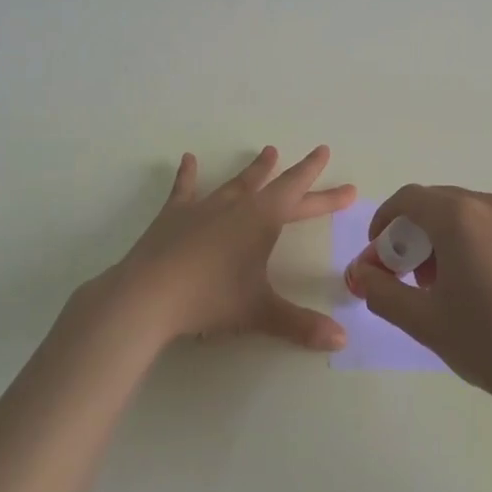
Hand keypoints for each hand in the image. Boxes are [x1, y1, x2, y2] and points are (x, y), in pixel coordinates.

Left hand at [101, 146, 355, 351]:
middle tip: (319, 153)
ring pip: (237, 182)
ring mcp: (204, 207)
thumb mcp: (260, 312)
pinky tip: (188, 159)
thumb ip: (301, 324)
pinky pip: (185, 189)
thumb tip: (342, 340)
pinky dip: (189, 174)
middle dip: (300, 173)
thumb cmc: (210, 299)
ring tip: (268, 151)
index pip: (301, 197)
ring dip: (255, 169)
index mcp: (262, 220)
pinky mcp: (174, 215)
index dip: (325, 191)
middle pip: (276, 185)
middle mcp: (237, 206)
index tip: (343, 177)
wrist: (148, 295)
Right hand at [345, 185, 491, 412]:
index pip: (408, 199)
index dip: (383, 222)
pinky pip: (485, 224)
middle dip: (410, 233)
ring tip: (435, 284)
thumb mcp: (423, 320)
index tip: (377, 256)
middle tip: (401, 275)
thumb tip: (359, 272)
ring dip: (437, 237)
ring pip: (461, 213)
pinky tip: (469, 283)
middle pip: (434, 203)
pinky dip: (465, 240)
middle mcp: (488, 204)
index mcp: (459, 216)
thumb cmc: (487, 341)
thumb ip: (381, 290)